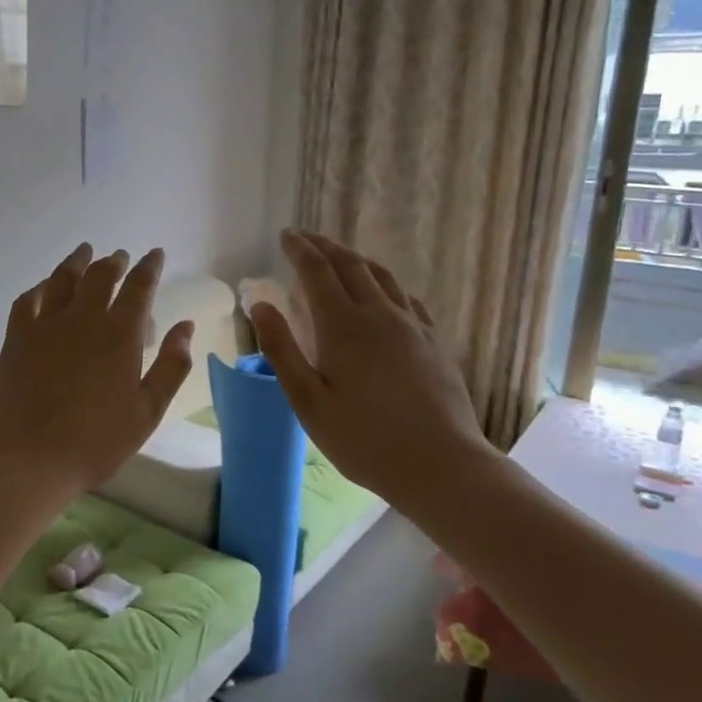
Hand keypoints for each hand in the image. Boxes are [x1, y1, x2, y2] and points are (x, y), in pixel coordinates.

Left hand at [0, 244, 194, 500]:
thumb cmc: (95, 442)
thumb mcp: (147, 411)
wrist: (28, 458)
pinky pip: (28, 299)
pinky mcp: (17, 337)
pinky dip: (41, 286)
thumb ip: (171, 366)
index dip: (149, 268)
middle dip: (114, 262)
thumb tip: (185, 326)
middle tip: (121, 257)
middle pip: (100, 276)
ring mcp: (46, 325)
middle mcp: (83, 319)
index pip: (139, 288)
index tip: (155, 254)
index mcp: (120, 335)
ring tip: (85, 251)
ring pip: (63, 279)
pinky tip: (45, 286)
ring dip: (78, 262)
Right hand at [247, 230, 497, 518]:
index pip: (317, 272)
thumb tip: (260, 304)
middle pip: (350, 265)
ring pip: (382, 276)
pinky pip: (406, 297)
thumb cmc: (363, 439)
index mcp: (343, 325)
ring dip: (355, 260)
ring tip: (339, 257)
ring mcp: (413, 325)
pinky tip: (383, 293)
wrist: (441, 465)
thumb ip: (282, 349)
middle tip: (306, 239)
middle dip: (325, 247)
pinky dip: (385, 283)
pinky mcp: (434, 341)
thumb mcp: (308, 401)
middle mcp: (380, 314)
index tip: (286, 236)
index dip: (300, 250)